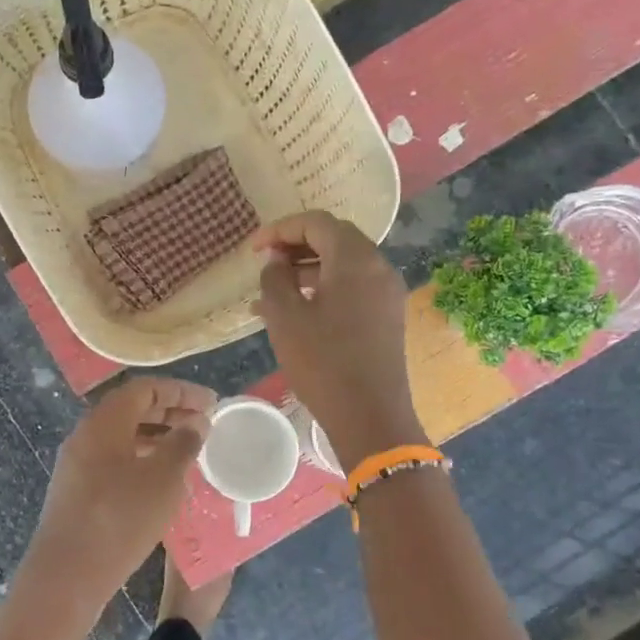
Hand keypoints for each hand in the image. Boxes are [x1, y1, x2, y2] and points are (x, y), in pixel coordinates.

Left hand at [18, 378, 213, 624]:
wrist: (67, 574)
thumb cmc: (120, 518)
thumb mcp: (163, 479)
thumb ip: (183, 444)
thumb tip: (195, 422)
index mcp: (103, 422)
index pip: (144, 388)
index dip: (180, 391)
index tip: (211, 403)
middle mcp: (85, 435)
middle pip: (131, 410)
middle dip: (170, 412)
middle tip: (204, 425)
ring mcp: (77, 464)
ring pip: (122, 437)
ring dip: (157, 438)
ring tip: (189, 452)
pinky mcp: (76, 491)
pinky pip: (114, 461)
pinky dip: (142, 460)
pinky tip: (163, 482)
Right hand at [253, 212, 423, 469]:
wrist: (370, 416)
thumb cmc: (322, 362)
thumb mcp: (285, 317)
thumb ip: (275, 278)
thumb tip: (275, 260)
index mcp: (355, 259)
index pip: (317, 223)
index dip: (280, 229)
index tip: (253, 249)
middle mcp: (378, 267)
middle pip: (335, 238)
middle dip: (295, 245)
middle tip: (264, 263)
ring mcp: (386, 293)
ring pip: (343, 264)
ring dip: (307, 269)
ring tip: (272, 291)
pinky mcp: (387, 316)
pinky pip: (352, 287)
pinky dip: (324, 288)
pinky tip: (296, 311)